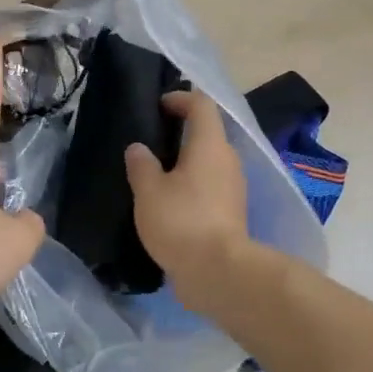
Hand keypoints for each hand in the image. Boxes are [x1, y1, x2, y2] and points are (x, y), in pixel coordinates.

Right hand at [125, 91, 250, 312]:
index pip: (201, 105)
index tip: (158, 105)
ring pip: (209, 163)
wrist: (218, 273)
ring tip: (155, 174)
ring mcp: (233, 188)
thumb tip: (139, 149)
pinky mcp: (231, 213)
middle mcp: (227, 161)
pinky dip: (191, 187)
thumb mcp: (149, 191)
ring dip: (186, 163)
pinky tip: (168, 203)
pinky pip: (209, 187)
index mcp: (210, 145)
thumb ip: (141, 165)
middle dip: (181, 133)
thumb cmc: (181, 222)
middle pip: (208, 134)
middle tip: (150, 142)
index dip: (180, 98)